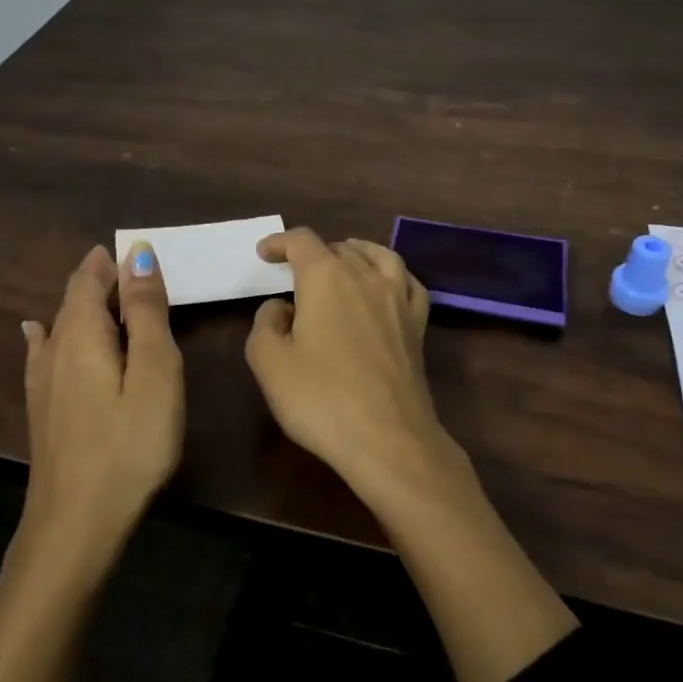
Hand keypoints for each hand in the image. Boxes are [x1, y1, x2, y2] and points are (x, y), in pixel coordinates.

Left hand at [20, 243, 183, 550]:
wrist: (76, 522)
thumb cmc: (129, 444)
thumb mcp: (154, 373)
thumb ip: (147, 313)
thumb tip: (138, 254)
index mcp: (82, 333)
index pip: (89, 278)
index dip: (110, 260)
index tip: (136, 250)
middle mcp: (53, 349)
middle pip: (72, 299)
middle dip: (98, 279)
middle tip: (131, 270)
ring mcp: (41, 381)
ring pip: (59, 325)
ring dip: (82, 305)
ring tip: (102, 294)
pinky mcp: (41, 409)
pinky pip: (43, 351)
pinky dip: (49, 332)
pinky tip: (35, 332)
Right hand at [244, 228, 469, 508]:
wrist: (388, 439)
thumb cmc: (321, 398)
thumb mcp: (269, 362)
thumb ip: (265, 324)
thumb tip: (281, 308)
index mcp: (326, 278)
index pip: (301, 242)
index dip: (280, 242)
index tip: (264, 253)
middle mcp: (365, 277)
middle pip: (339, 248)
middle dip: (313, 253)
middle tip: (294, 271)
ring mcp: (398, 300)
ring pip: (378, 256)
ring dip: (356, 252)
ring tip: (342, 259)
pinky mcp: (417, 326)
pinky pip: (408, 283)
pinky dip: (393, 274)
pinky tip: (387, 285)